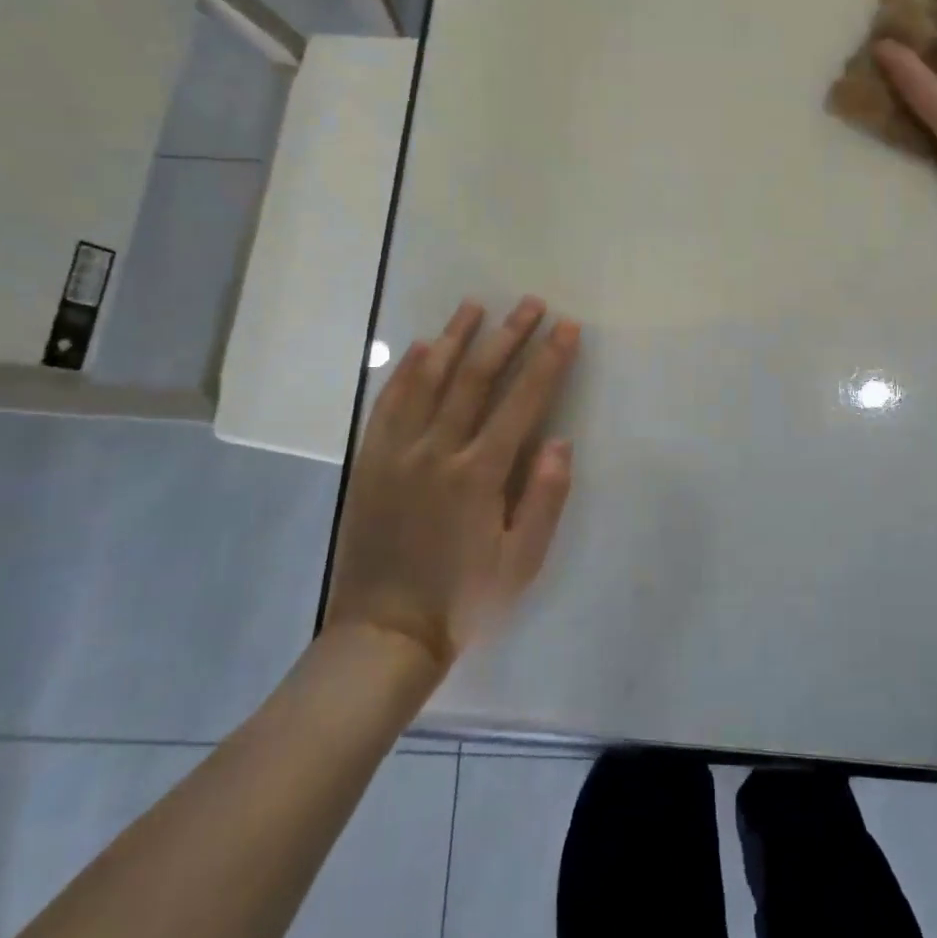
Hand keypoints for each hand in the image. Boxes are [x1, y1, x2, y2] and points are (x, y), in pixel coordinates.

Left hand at [326, 297, 581, 674]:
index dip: (549, 360)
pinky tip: (421, 348)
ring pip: (428, 380)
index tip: (567, 327)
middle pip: (477, 378)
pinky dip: (406, 371)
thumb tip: (559, 440)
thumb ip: (544, 498)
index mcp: (480, 474)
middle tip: (530, 303)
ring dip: (455, 338)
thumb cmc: (463, 600)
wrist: (384, 635)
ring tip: (474, 305)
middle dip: (508, 335)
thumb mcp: (520, 561)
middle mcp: (438, 451)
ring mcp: (398, 454)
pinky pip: (388, 405)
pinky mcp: (369, 463)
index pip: (523, 401)